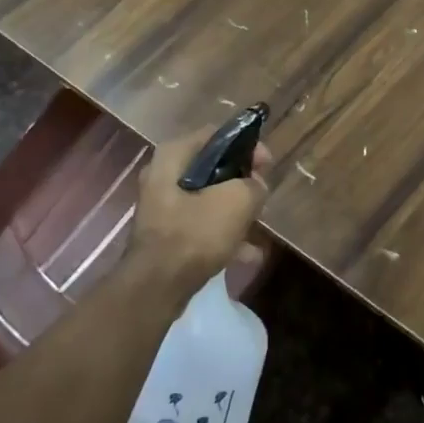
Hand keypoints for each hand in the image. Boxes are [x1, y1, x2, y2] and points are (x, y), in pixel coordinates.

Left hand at [129, 129, 272, 299]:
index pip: (217, 135)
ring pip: (208, 198)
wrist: (156, 288)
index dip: (247, 146)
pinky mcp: (166, 235)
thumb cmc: (194, 233)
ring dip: (235, 211)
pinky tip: (247, 254)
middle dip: (242, 182)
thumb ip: (254, 185)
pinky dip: (223, 235)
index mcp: (173, 155)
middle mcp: (162, 175)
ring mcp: (162, 207)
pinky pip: (201, 225)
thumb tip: (256, 186)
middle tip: (262, 196)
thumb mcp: (237, 201)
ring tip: (257, 227)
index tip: (267, 165)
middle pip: (213, 167)